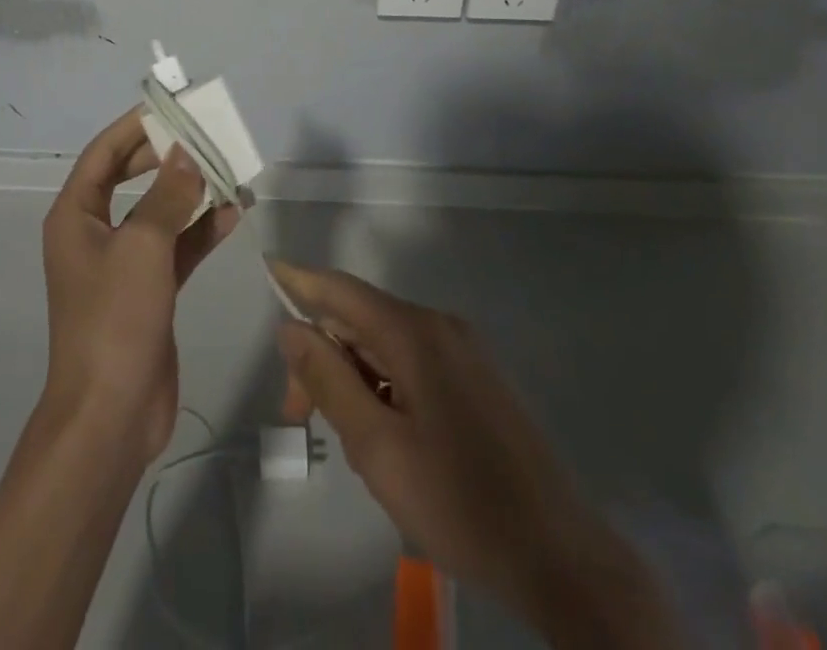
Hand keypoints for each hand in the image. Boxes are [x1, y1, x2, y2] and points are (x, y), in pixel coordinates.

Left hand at [40, 110, 239, 464]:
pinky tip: (232, 215)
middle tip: (204, 136)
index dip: (134, 127)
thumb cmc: (114, 319)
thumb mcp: (143, 246)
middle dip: (166, 157)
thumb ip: (168, 195)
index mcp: (76, 216)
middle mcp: (95, 233)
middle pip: (131, 179)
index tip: (170, 107)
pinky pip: (176, 248)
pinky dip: (200, 232)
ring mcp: (123, 264)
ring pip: (159, 213)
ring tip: (229, 171)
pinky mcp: (149, 291)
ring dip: (191, 194)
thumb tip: (186, 153)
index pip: (103, 154)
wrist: (111, 415)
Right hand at [270, 261, 684, 649]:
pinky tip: (385, 435)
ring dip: (353, 376)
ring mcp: (463, 350)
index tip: (266, 269)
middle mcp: (439, 325)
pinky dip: (383, 385)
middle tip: (299, 414)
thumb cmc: (459, 502)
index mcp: (414, 332)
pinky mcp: (477, 378)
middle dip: (323, 356)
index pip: (340, 289)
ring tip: (348, 439)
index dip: (299, 280)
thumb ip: (329, 380)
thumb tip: (291, 327)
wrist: (561, 558)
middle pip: (361, 320)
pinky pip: (413, 363)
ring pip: (386, 344)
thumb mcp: (377, 447)